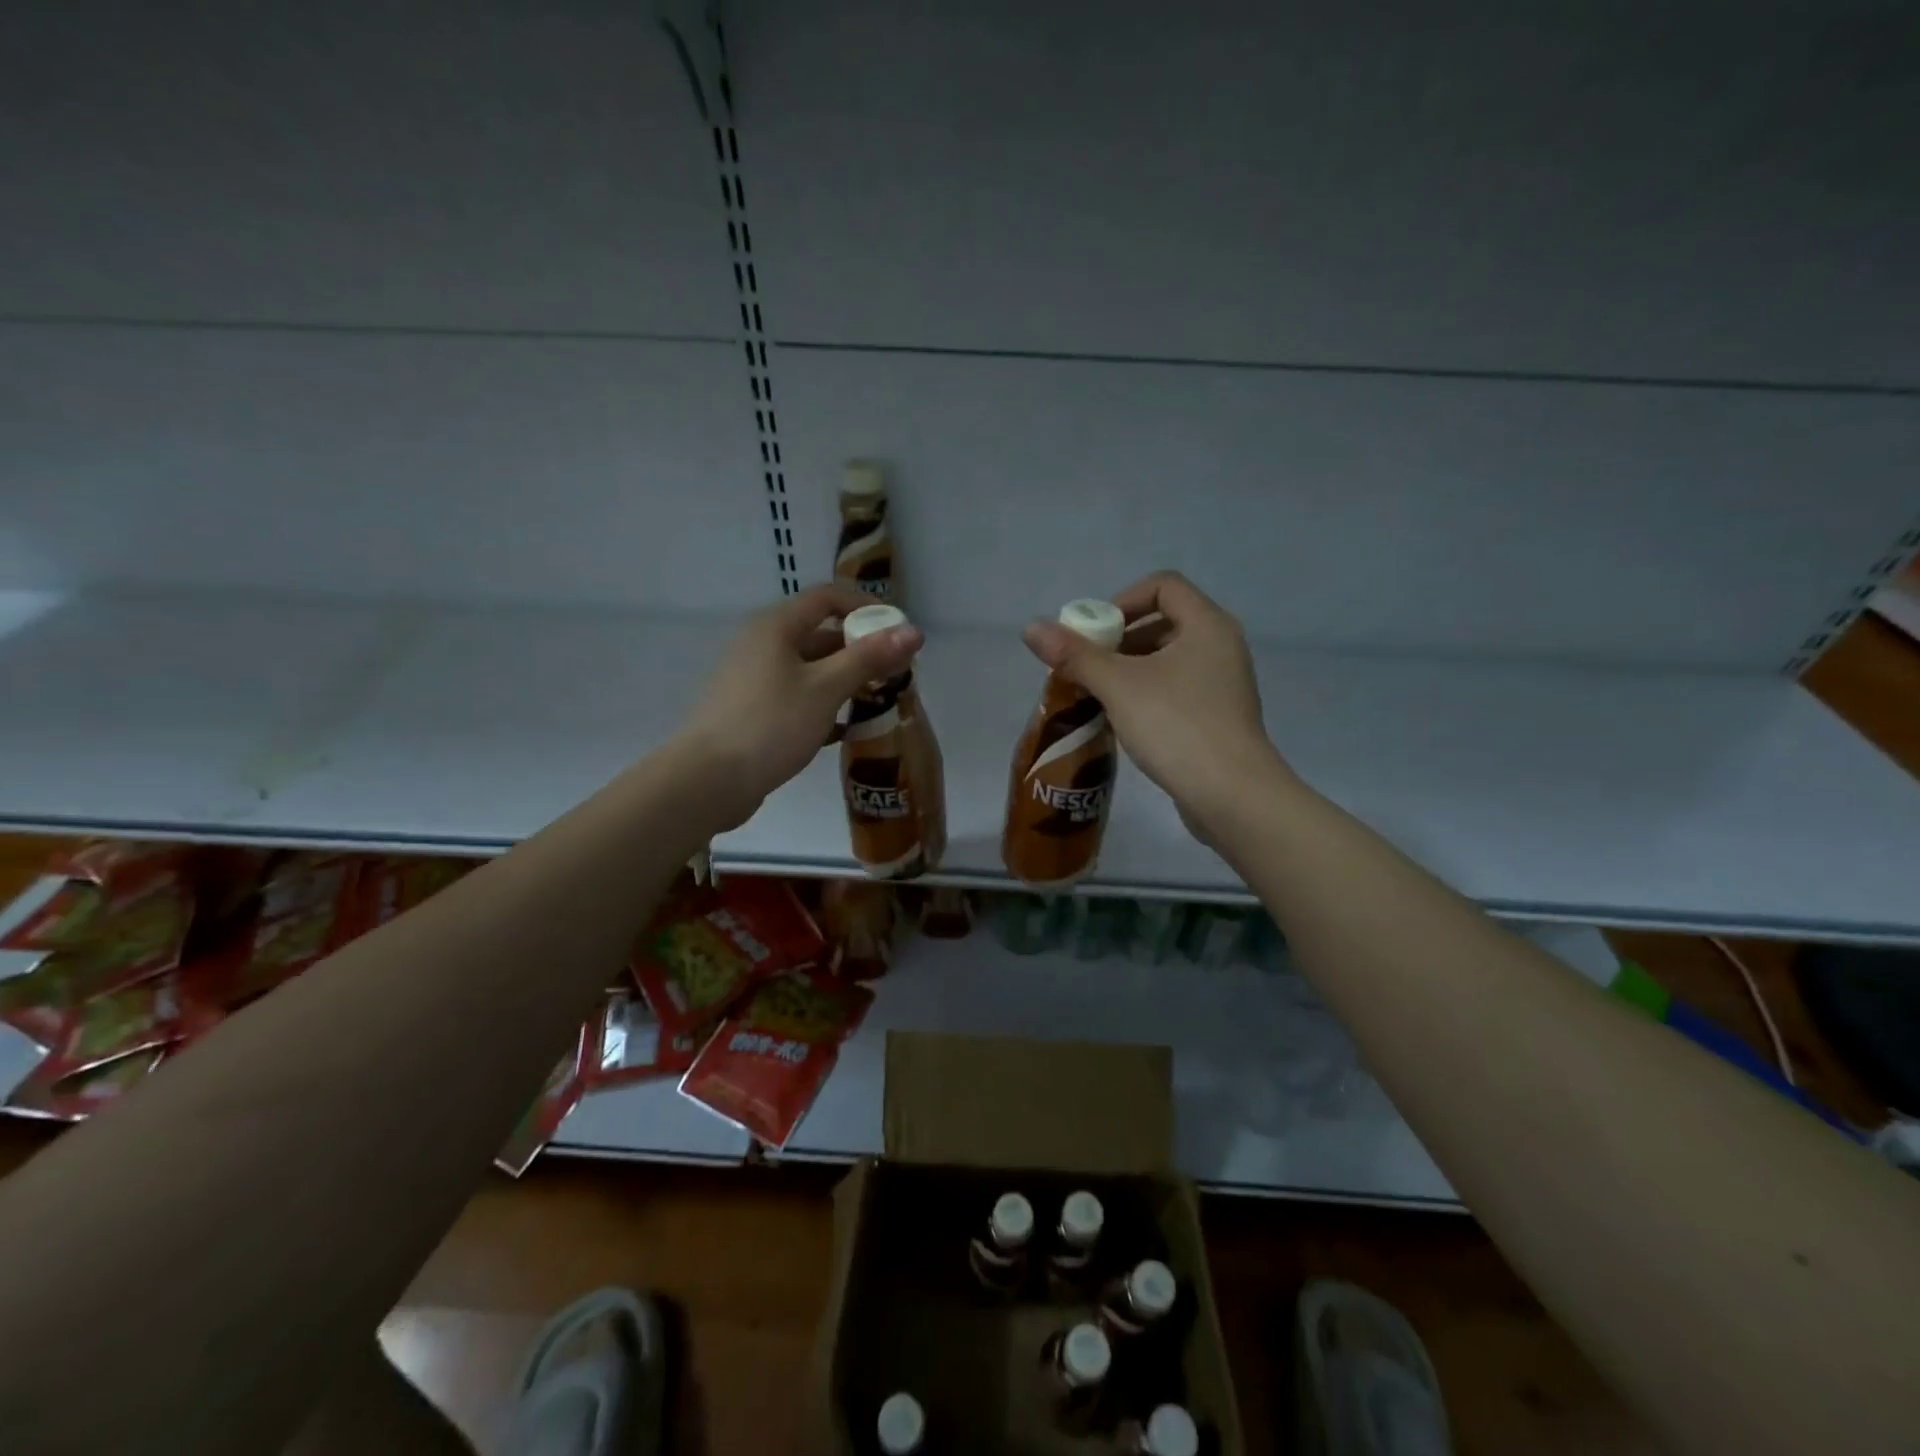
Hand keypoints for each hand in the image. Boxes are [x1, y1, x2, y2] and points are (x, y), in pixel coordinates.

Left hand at [675, 584, 922, 830]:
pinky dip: (823, 705)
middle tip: (895, 674)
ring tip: (877, 702)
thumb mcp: (826, 688)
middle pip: (820, 634)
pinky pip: (797, 696)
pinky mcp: (752, 711)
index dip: (866, 608)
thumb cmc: (770, 725)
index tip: (898, 634)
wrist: (708, 780)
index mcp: (776, 627)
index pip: (828, 598)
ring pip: (810, 669)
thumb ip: (869, 658)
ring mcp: (754, 679)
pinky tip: (845, 730)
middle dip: (860, 650)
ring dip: (845, 680)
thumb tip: (914, 631)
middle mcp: (762, 645)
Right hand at [1022, 571, 1289, 836]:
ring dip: (1130, 669)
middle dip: (1120, 639)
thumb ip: (1075, 655)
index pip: (1163, 585)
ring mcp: (1224, 683)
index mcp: (1207, 625)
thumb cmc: (1177, 727)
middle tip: (1088, 667)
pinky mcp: (1219, 716)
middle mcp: (1221, 646)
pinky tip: (1125, 720)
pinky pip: (1178, 688)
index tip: (1095, 633)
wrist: (1232, 795)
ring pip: (1169, 659)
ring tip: (1099, 695)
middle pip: (1164, 621)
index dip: (1122, 600)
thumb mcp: (1119, 687)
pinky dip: (1148, 693)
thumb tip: (1031, 628)